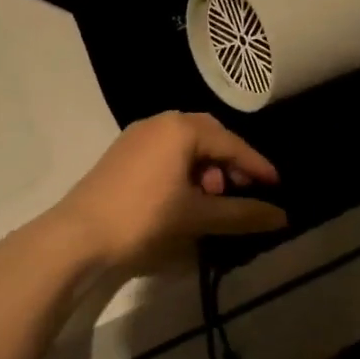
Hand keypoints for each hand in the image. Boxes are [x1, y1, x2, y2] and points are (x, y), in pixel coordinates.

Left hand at [50, 112, 287, 274]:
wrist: (77, 236)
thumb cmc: (144, 218)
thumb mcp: (197, 216)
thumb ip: (242, 214)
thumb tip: (282, 218)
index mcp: (181, 129)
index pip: (231, 144)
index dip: (257, 166)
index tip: (277, 186)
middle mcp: (160, 122)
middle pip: (209, 136)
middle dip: (230, 162)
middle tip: (243, 189)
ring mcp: (138, 135)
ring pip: (186, 143)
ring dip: (207, 166)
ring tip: (212, 198)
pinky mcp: (123, 152)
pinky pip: (166, 150)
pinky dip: (184, 168)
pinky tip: (185, 196)